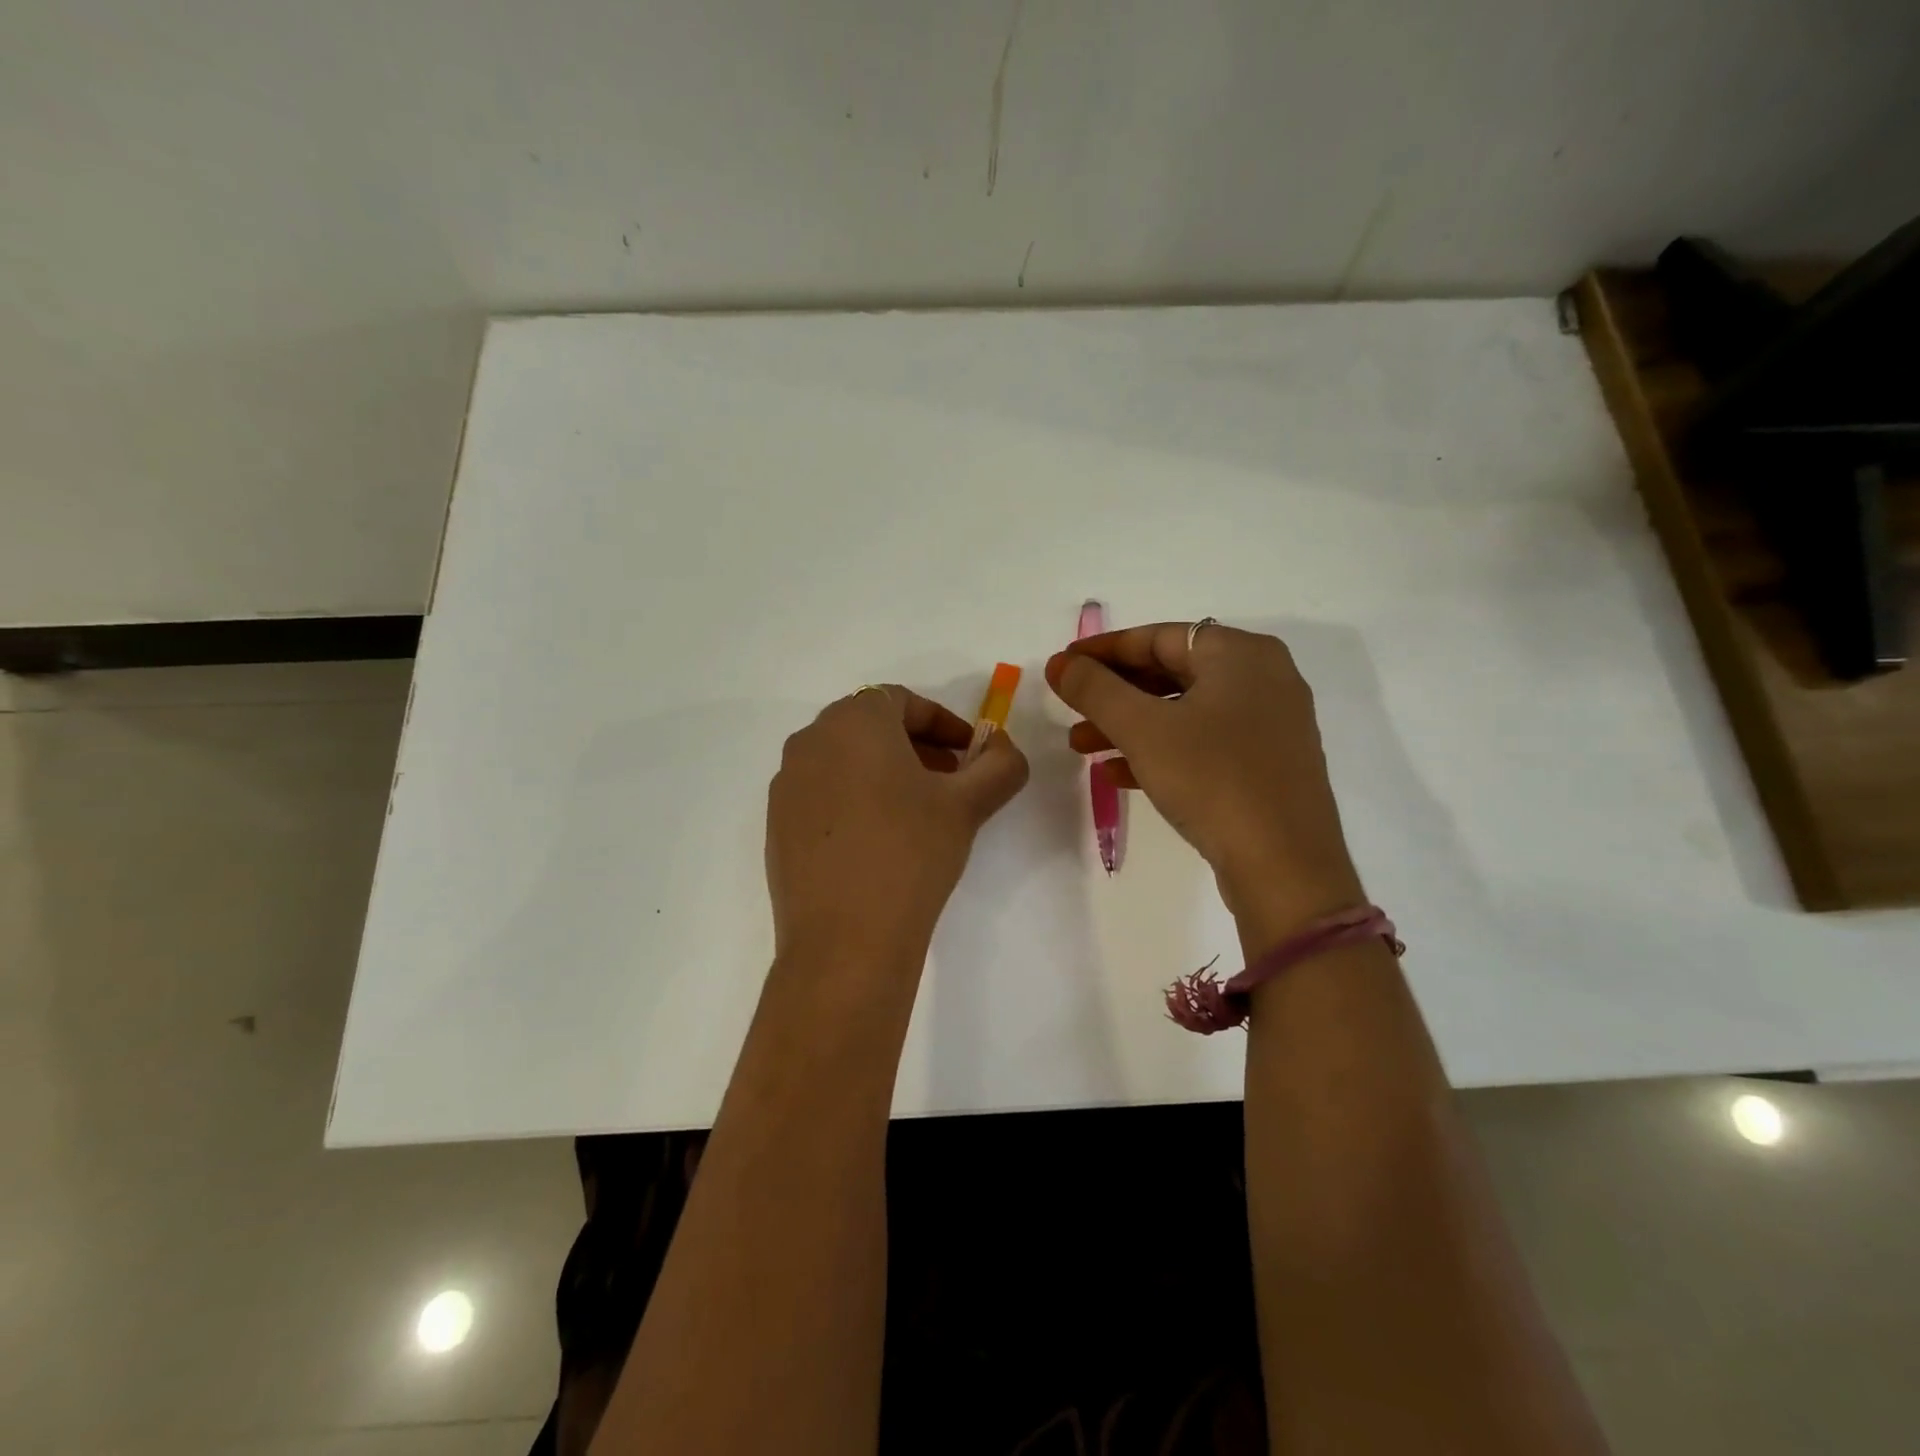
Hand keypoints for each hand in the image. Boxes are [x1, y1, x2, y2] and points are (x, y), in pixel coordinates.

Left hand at [766, 685, 1028, 968]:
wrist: (845, 940)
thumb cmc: (911, 854)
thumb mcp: (969, 804)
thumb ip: (1000, 764)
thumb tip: (1002, 748)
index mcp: (853, 721)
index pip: (902, 700)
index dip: (944, 723)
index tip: (970, 754)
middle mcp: (811, 741)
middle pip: (870, 726)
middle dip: (916, 746)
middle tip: (950, 780)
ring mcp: (787, 784)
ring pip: (844, 760)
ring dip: (884, 772)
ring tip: (917, 812)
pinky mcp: (777, 824)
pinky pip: (822, 793)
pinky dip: (854, 799)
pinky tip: (878, 841)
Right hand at [1046, 623, 1362, 937]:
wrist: (1285, 867)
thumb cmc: (1212, 780)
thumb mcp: (1142, 729)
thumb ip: (1095, 690)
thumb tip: (1060, 664)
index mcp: (1240, 653)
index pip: (1158, 636)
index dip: (1103, 650)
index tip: (1063, 665)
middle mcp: (1262, 678)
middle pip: (1170, 672)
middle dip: (1113, 694)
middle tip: (1069, 710)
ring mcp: (1269, 723)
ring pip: (1184, 711)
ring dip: (1129, 725)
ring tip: (1081, 747)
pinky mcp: (1268, 764)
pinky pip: (1203, 743)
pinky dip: (1160, 750)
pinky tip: (1119, 774)